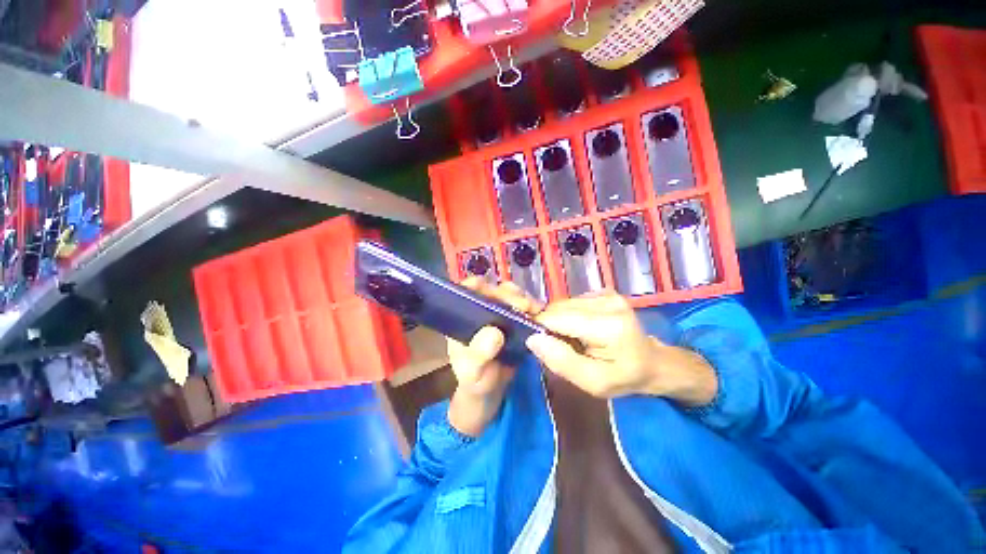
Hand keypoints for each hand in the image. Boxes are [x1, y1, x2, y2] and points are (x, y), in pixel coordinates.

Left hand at [447, 278, 542, 436]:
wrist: (493, 392)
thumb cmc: (475, 380)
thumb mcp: (472, 373)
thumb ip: (478, 356)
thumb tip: (494, 333)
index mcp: (463, 317)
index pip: (467, 291)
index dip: (478, 286)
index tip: (494, 292)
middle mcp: (481, 309)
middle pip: (493, 290)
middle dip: (509, 294)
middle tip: (524, 305)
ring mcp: (500, 313)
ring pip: (511, 296)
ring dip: (523, 299)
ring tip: (534, 310)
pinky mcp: (516, 319)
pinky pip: (525, 308)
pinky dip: (533, 308)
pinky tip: (540, 315)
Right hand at [525, 290, 716, 404]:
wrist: (652, 363)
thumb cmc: (624, 378)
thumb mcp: (593, 383)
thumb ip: (562, 362)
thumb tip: (532, 339)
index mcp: (608, 326)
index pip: (557, 318)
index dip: (542, 330)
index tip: (542, 346)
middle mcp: (607, 302)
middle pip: (558, 308)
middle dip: (551, 326)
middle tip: (562, 347)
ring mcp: (607, 294)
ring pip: (563, 304)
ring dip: (560, 321)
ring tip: (574, 338)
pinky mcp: (604, 292)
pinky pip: (572, 302)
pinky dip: (569, 315)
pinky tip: (581, 328)